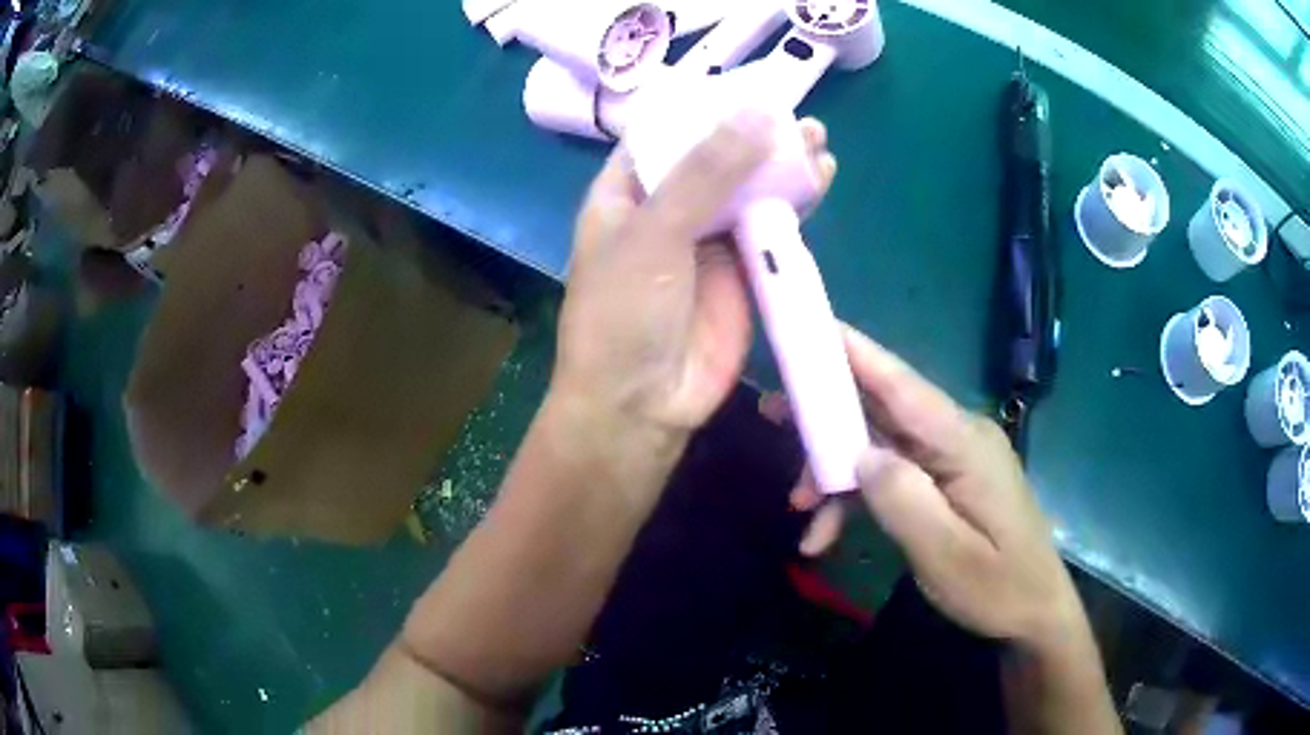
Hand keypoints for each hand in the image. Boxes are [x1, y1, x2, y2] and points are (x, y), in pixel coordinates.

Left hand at [554, 112, 836, 440]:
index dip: (703, 107)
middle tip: (793, 110)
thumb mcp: (655, 232)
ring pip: (749, 187)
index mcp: (627, 192)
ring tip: (815, 136)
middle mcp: (667, 208)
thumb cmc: (623, 313)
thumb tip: (760, 114)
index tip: (745, 85)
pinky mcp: (743, 269)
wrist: (642, 403)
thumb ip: (707, 173)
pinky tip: (821, 175)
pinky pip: (773, 225)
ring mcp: (708, 239)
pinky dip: (797, 201)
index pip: (665, 134)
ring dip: (781, 162)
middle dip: (752, 132)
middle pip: (714, 157)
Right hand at [776, 326, 1084, 649]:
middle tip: (773, 416)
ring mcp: (951, 458)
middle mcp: (956, 436)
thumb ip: (903, 499)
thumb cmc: (997, 586)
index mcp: (963, 443)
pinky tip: (828, 534)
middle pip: (882, 409)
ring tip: (801, 514)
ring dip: (837, 473)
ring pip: (879, 444)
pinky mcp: (945, 479)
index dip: (856, 350)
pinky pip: (892, 473)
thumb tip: (860, 454)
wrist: (1033, 611)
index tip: (811, 323)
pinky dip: (858, 497)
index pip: (902, 385)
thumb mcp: (946, 554)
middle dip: (827, 416)